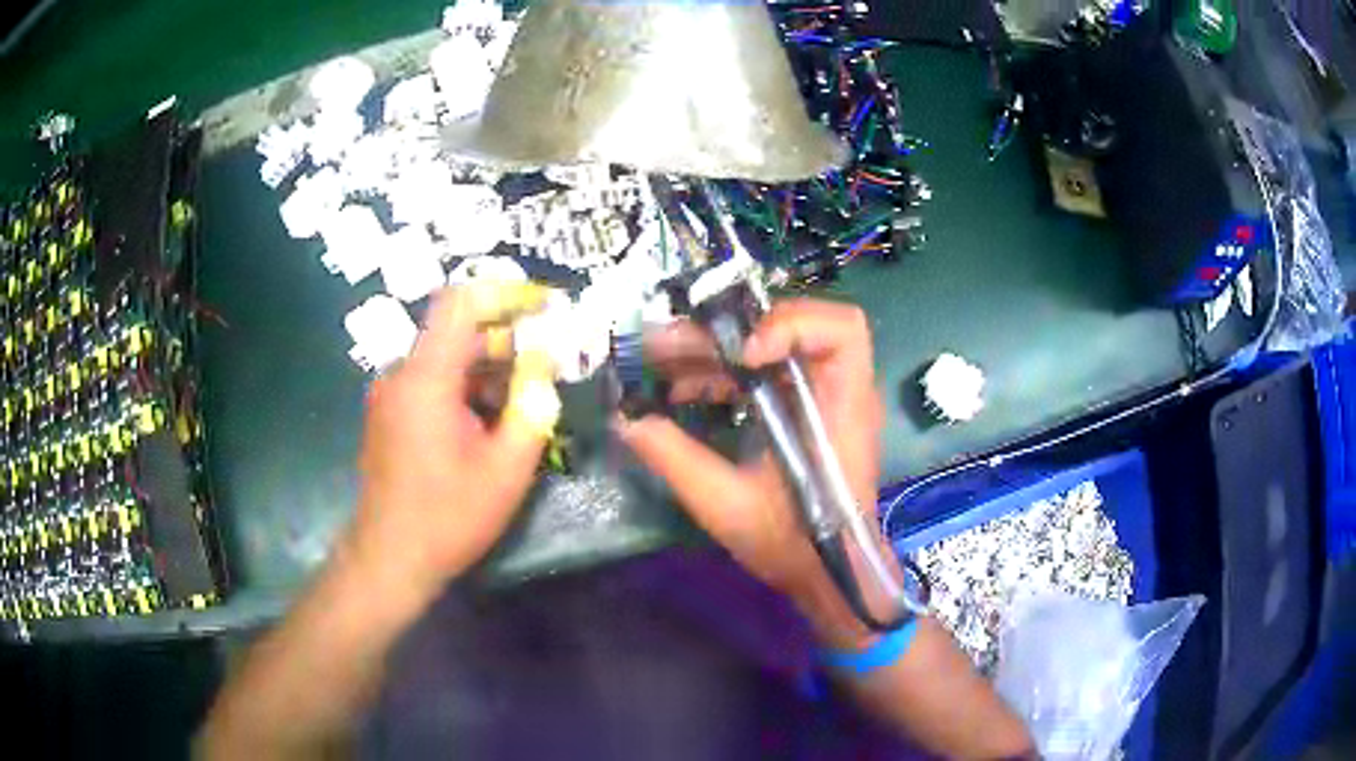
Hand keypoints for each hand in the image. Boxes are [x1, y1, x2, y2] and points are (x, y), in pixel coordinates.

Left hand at [346, 286, 555, 594]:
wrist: (388, 558)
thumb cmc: (448, 516)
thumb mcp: (505, 469)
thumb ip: (532, 408)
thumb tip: (545, 363)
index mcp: (426, 378)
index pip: (460, 302)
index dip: (505, 293)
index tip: (545, 307)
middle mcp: (401, 374)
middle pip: (456, 332)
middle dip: (506, 340)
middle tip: (548, 364)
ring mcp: (390, 395)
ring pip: (446, 360)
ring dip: (488, 368)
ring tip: (526, 398)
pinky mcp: (389, 415)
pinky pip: (431, 383)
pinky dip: (465, 388)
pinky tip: (490, 421)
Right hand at [617, 299, 897, 648]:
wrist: (827, 573)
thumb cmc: (793, 545)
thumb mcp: (727, 505)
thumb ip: (675, 459)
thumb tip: (624, 420)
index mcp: (841, 408)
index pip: (842, 329)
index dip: (792, 324)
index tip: (744, 354)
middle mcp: (839, 390)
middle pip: (795, 324)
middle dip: (727, 331)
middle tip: (666, 343)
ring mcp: (822, 397)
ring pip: (772, 344)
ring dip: (717, 349)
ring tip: (660, 359)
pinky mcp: (804, 409)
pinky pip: (764, 372)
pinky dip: (724, 373)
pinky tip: (681, 388)